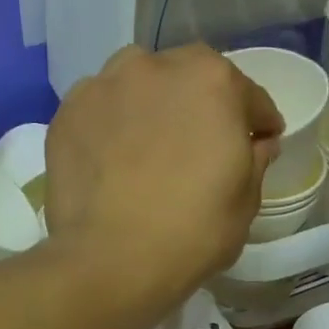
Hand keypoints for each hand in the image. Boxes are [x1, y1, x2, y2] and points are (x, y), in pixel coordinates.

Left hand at [46, 45, 282, 299]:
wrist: (110, 262)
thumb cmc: (192, 232)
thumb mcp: (246, 201)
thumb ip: (255, 159)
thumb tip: (257, 141)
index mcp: (212, 81)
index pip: (248, 96)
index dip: (258, 122)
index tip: (260, 141)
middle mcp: (157, 66)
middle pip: (189, 78)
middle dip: (201, 105)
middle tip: (201, 145)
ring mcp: (105, 85)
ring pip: (139, 85)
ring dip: (152, 105)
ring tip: (150, 144)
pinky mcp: (68, 112)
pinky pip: (102, 110)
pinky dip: (112, 125)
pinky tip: (113, 158)